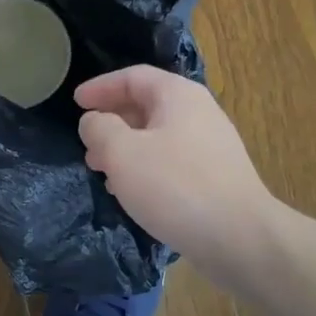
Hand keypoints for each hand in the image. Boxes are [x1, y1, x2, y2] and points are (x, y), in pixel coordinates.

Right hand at [76, 66, 276, 275]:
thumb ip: (99, 129)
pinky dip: (144, 166)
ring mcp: (210, 145)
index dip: (100, 87)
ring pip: (157, 135)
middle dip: (111, 121)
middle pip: (146, 105)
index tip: (75, 102)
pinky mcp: (215, 176)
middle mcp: (198, 112)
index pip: (132, 77)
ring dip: (125, 147)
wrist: (240, 238)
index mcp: (177, 95)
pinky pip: (170, 160)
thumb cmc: (175, 186)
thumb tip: (94, 121)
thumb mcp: (121, 153)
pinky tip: (130, 191)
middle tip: (86, 141)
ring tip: (101, 169)